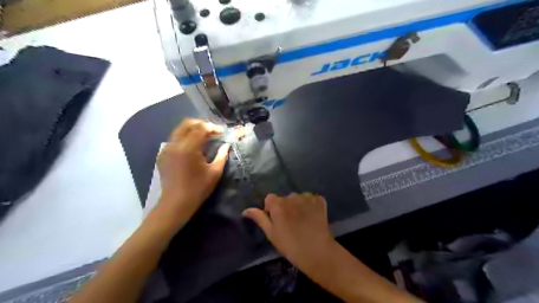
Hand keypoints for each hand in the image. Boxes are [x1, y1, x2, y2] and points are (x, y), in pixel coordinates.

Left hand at [156, 118, 231, 224]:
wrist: (175, 204)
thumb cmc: (197, 189)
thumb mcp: (214, 173)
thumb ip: (222, 156)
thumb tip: (226, 145)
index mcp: (188, 148)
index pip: (201, 129)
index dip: (213, 128)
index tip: (222, 133)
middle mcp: (175, 144)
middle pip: (187, 124)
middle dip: (201, 124)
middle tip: (212, 131)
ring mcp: (166, 149)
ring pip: (179, 130)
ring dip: (193, 130)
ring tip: (204, 137)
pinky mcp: (162, 155)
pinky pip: (174, 139)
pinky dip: (184, 137)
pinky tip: (192, 146)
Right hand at [245, 193, 335, 268]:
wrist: (317, 251)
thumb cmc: (290, 245)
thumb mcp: (271, 233)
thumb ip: (259, 218)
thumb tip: (246, 210)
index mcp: (278, 204)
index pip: (270, 199)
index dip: (271, 209)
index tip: (277, 221)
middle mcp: (292, 196)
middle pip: (285, 198)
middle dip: (285, 207)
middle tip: (291, 224)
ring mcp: (307, 197)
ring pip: (298, 198)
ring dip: (298, 205)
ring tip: (303, 221)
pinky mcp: (319, 200)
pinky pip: (311, 199)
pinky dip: (310, 205)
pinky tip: (312, 217)